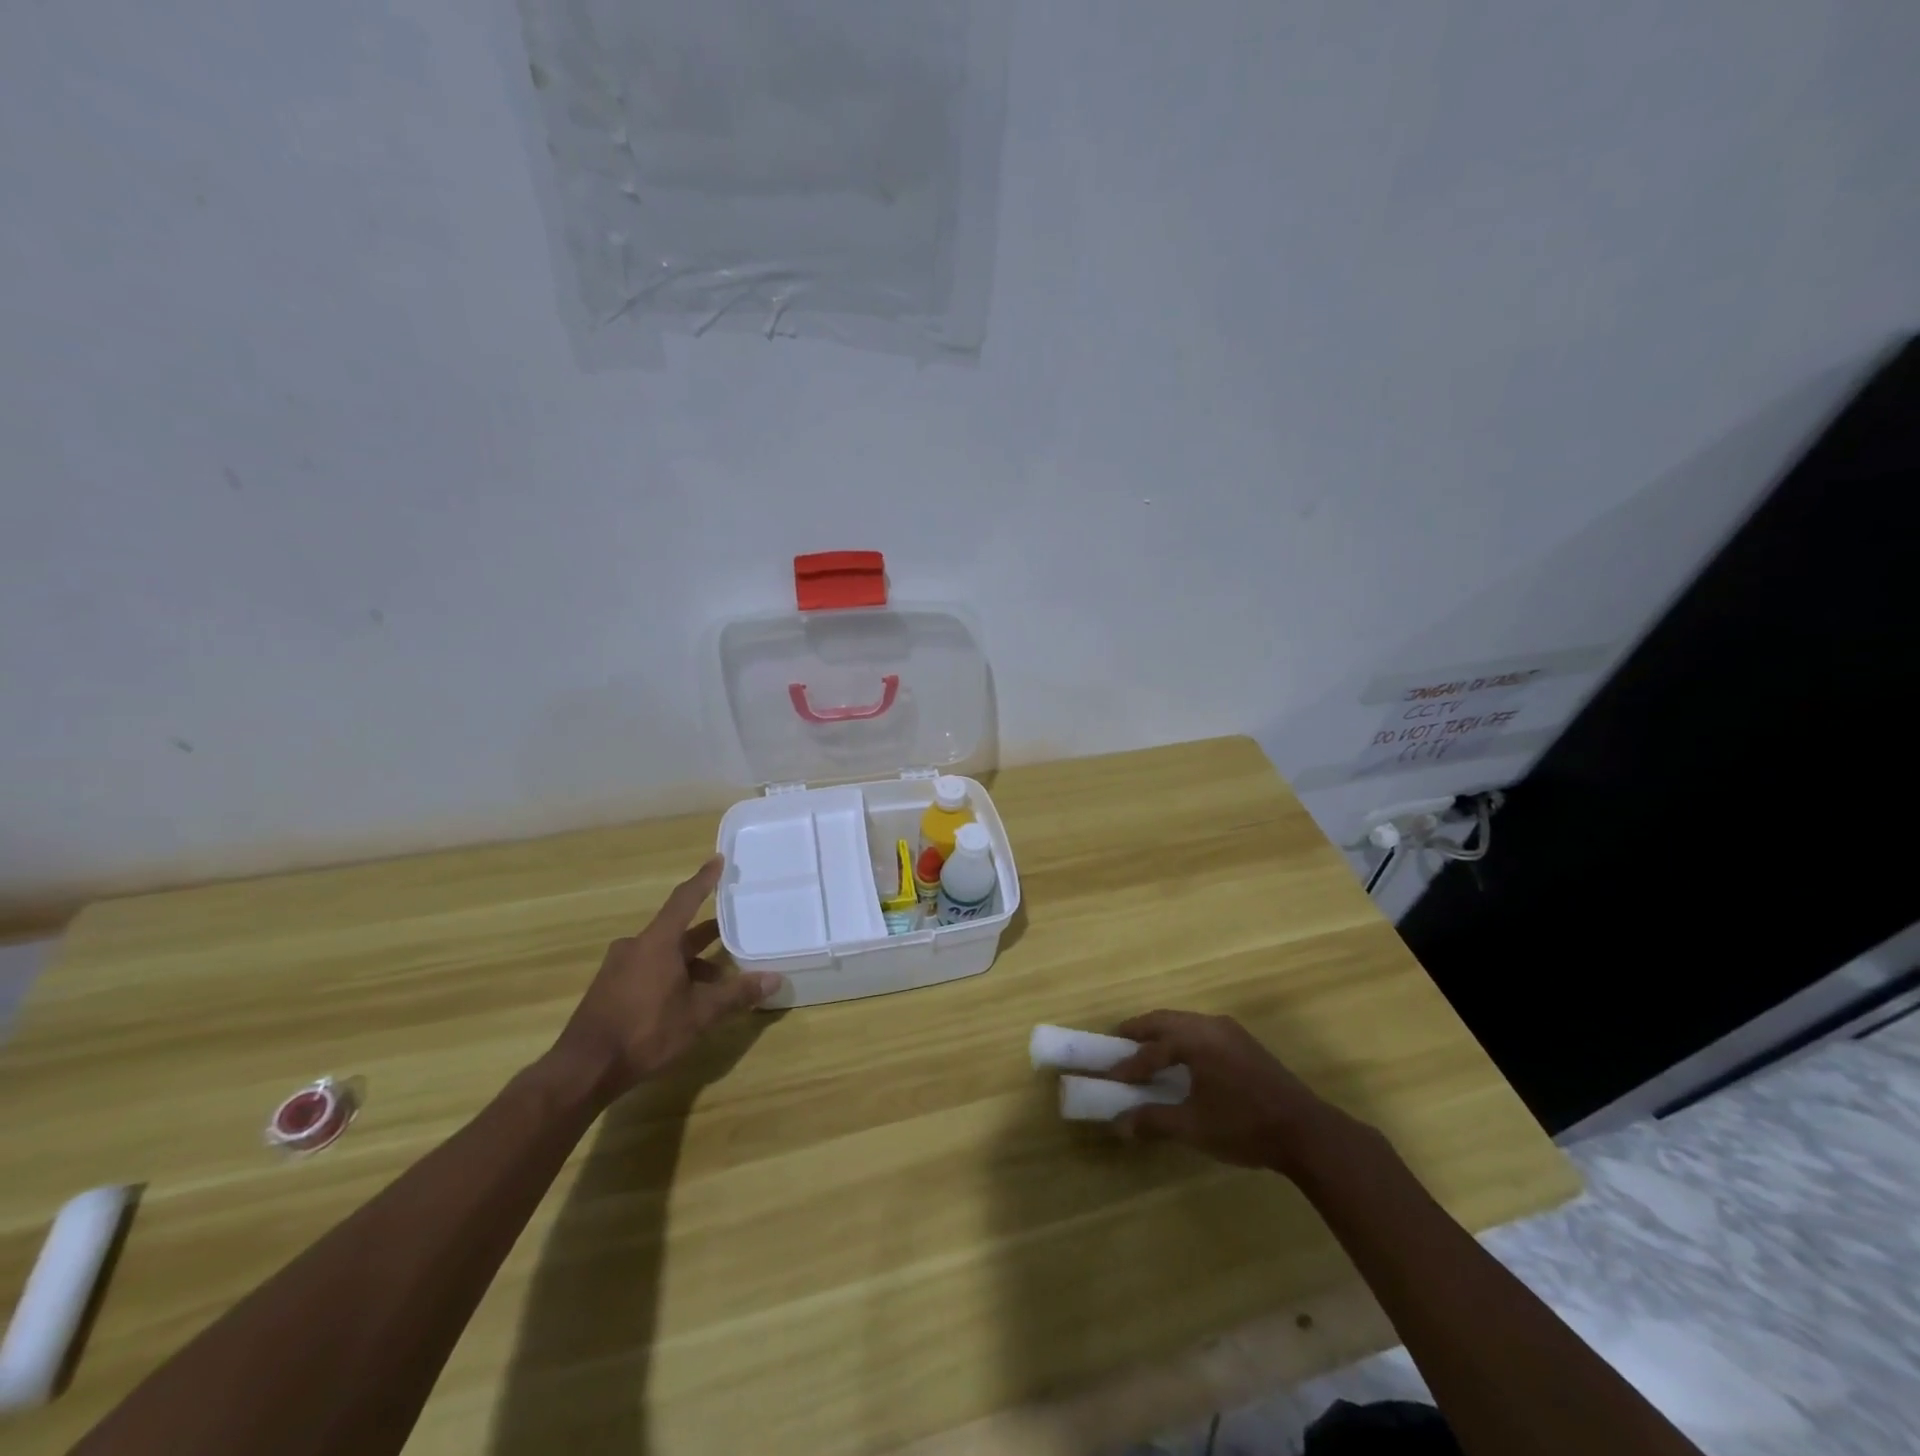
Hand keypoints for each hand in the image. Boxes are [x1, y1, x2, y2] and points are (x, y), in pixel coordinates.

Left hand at [545, 855, 780, 1106]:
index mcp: (657, 942)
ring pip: (663, 953)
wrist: (583, 1069)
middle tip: (733, 929)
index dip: (704, 879)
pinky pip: (648, 969)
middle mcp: (636, 946)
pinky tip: (685, 1000)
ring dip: (690, 962)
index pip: (685, 899)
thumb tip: (774, 979)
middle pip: (677, 930)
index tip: (718, 860)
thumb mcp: (699, 1015)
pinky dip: (671, 975)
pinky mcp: (609, 989)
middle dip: (706, 933)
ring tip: (717, 980)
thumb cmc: (645, 1032)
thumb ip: (736, 994)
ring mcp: (618, 968)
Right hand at [1105, 1010, 1361, 1176]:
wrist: (1306, 1133)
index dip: (1128, 1065)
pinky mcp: (1244, 1043)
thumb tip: (1118, 1124)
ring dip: (1162, 1034)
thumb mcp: (1194, 1127)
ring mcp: (1230, 1031)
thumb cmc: (1244, 1126)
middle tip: (1117, 1043)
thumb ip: (1153, 1121)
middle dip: (1140, 1031)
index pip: (1152, 1049)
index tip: (1108, 1077)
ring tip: (1145, 1050)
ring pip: (1185, 1023)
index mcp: (1196, 1040)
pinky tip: (1182, 1060)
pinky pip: (1201, 1030)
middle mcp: (1210, 1025)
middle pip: (1165, 1020)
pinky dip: (1182, 1039)